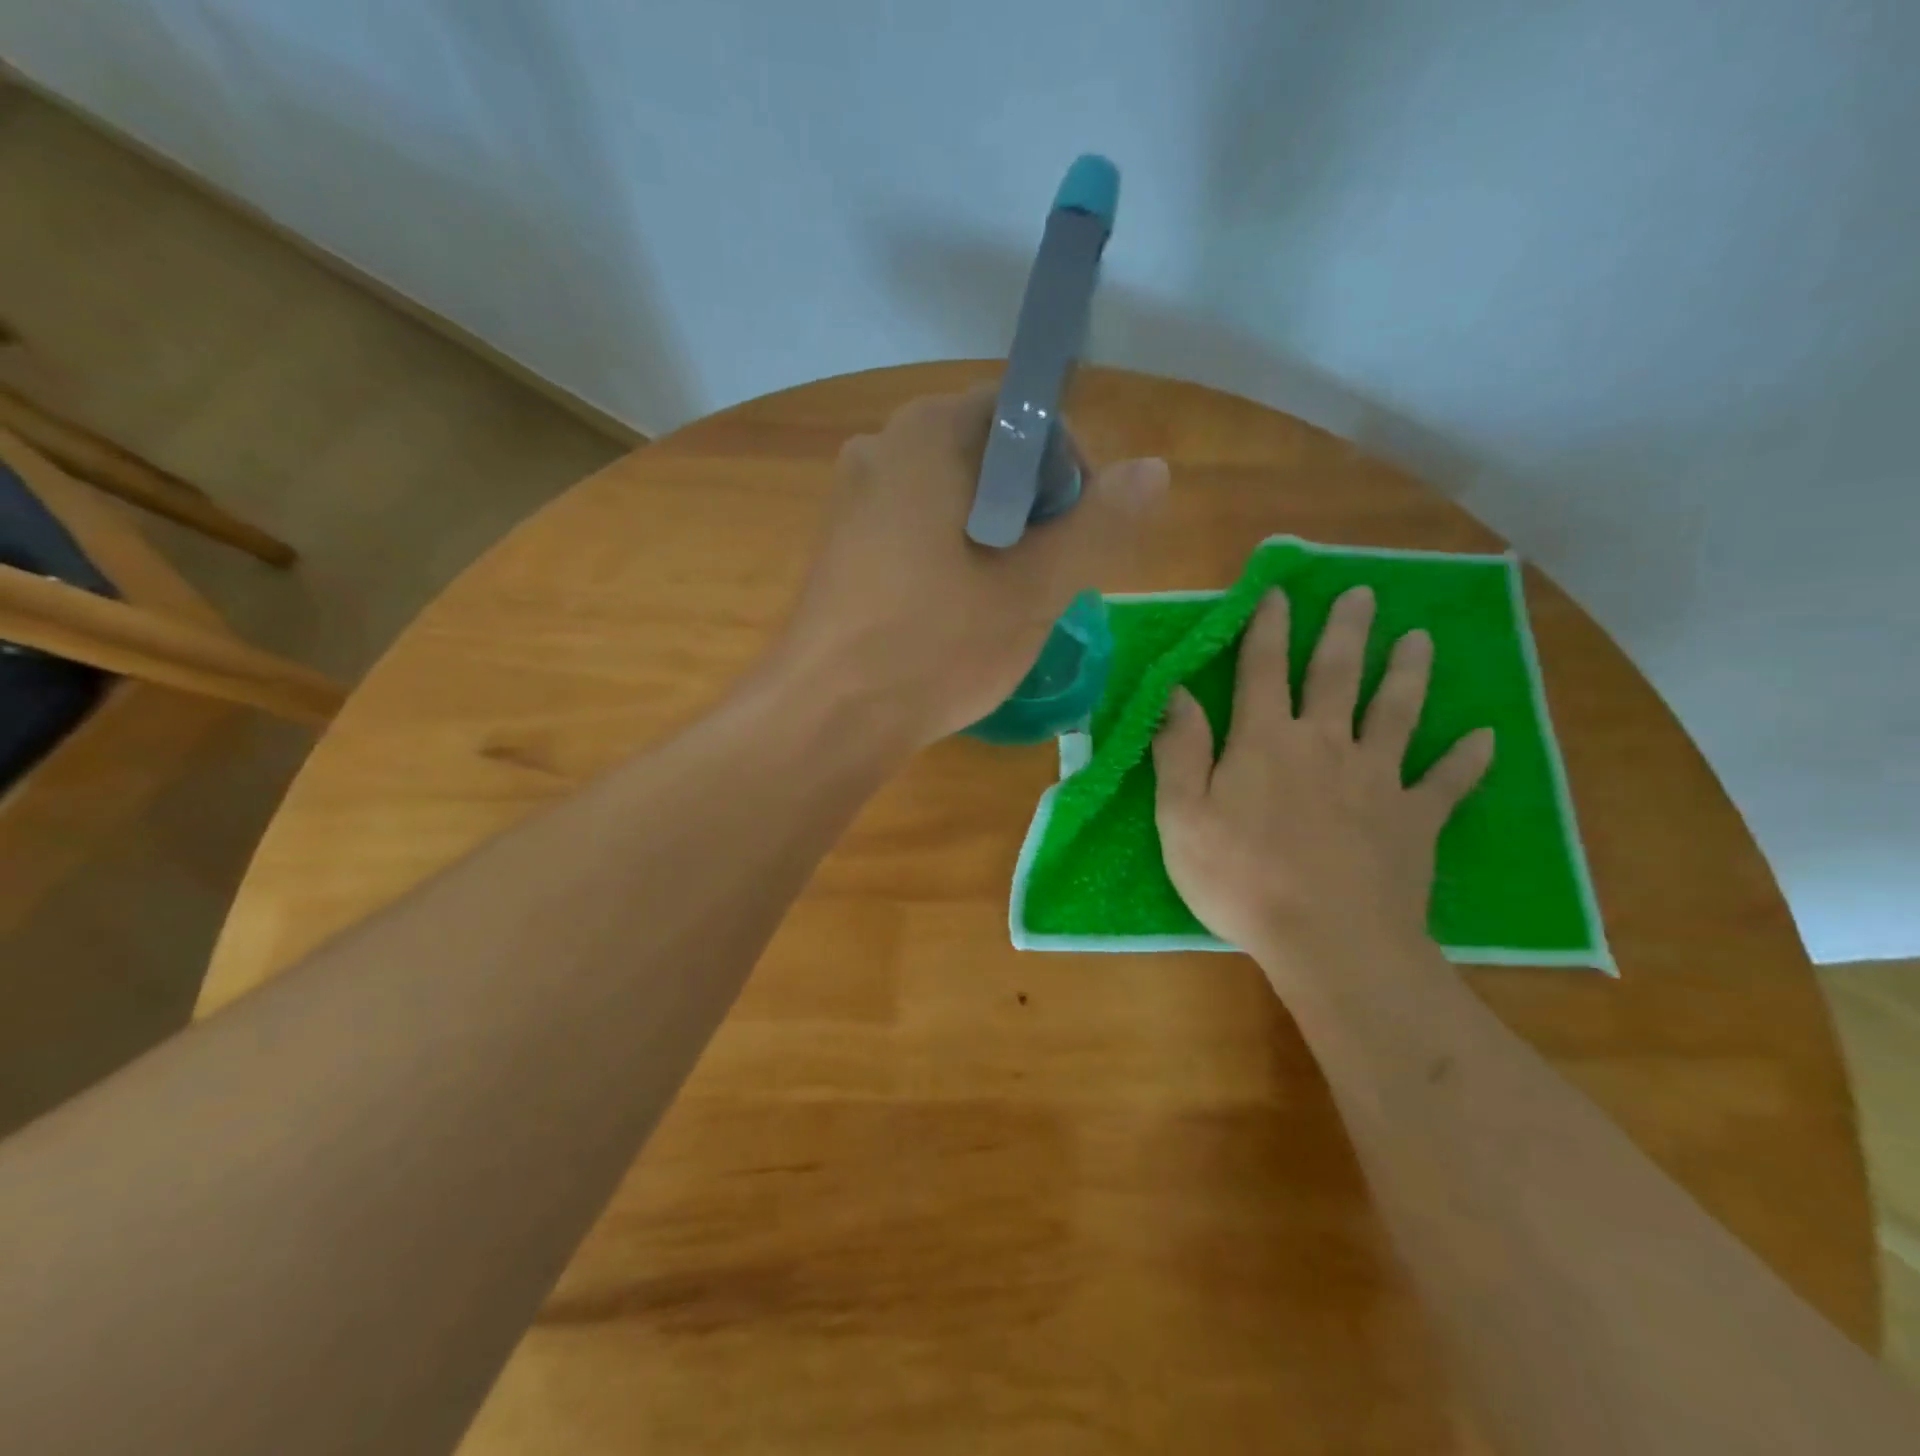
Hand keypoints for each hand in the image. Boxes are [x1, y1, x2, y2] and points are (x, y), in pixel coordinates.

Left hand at [777, 386, 1167, 745]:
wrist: (827, 718)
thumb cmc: (936, 645)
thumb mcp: (1035, 588)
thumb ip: (1100, 522)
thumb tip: (1154, 469)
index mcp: (928, 433)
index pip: (1023, 414)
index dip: (1068, 467)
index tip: (1079, 533)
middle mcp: (881, 448)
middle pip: (985, 455)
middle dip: (1033, 509)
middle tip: (1049, 576)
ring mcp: (852, 499)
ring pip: (951, 498)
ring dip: (994, 538)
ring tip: (1007, 602)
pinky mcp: (840, 547)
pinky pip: (915, 530)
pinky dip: (951, 556)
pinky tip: (956, 613)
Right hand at [1151, 585, 1493, 971]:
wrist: (1330, 940)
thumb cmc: (1241, 878)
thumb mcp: (1182, 816)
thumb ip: (1179, 751)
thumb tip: (1175, 694)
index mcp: (1266, 742)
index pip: (1263, 670)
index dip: (1267, 628)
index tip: (1277, 592)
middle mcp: (1325, 744)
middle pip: (1338, 676)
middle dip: (1347, 631)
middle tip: (1364, 594)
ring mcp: (1377, 779)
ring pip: (1396, 713)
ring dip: (1409, 674)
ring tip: (1422, 640)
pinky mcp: (1416, 819)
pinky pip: (1447, 783)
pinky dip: (1467, 759)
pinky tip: (1485, 738)